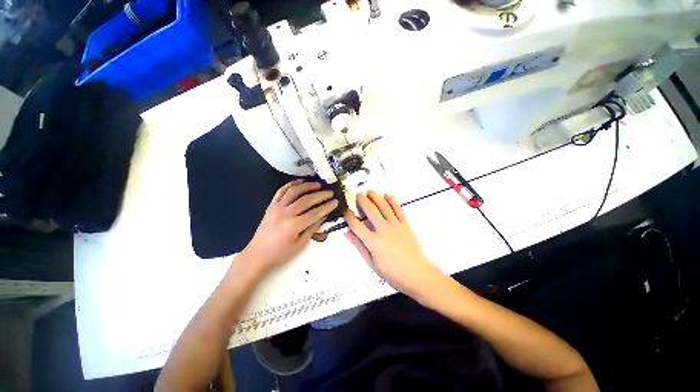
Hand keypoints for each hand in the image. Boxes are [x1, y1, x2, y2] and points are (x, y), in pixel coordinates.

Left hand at [241, 180, 337, 273]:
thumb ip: (312, 229)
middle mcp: (285, 213)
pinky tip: (300, 182)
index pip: (315, 213)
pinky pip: (281, 191)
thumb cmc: (280, 254)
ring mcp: (276, 207)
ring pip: (294, 191)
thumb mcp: (299, 245)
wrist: (257, 255)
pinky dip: (291, 185)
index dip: (327, 207)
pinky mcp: (271, 205)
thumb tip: (323, 216)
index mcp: (293, 226)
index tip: (335, 202)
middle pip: (306, 200)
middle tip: (330, 192)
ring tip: (318, 184)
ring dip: (307, 186)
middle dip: (320, 195)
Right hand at [344, 191, 445, 298]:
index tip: (345, 210)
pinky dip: (392, 200)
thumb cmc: (392, 272)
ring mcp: (395, 225)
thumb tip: (347, 233)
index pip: (357, 225)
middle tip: (357, 194)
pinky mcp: (405, 224)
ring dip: (376, 197)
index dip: (349, 216)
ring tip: (369, 191)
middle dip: (362, 200)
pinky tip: (387, 195)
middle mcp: (383, 229)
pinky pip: (398, 209)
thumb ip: (359, 246)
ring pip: (384, 206)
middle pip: (370, 210)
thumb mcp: (372, 263)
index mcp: (373, 241)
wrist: (417, 273)